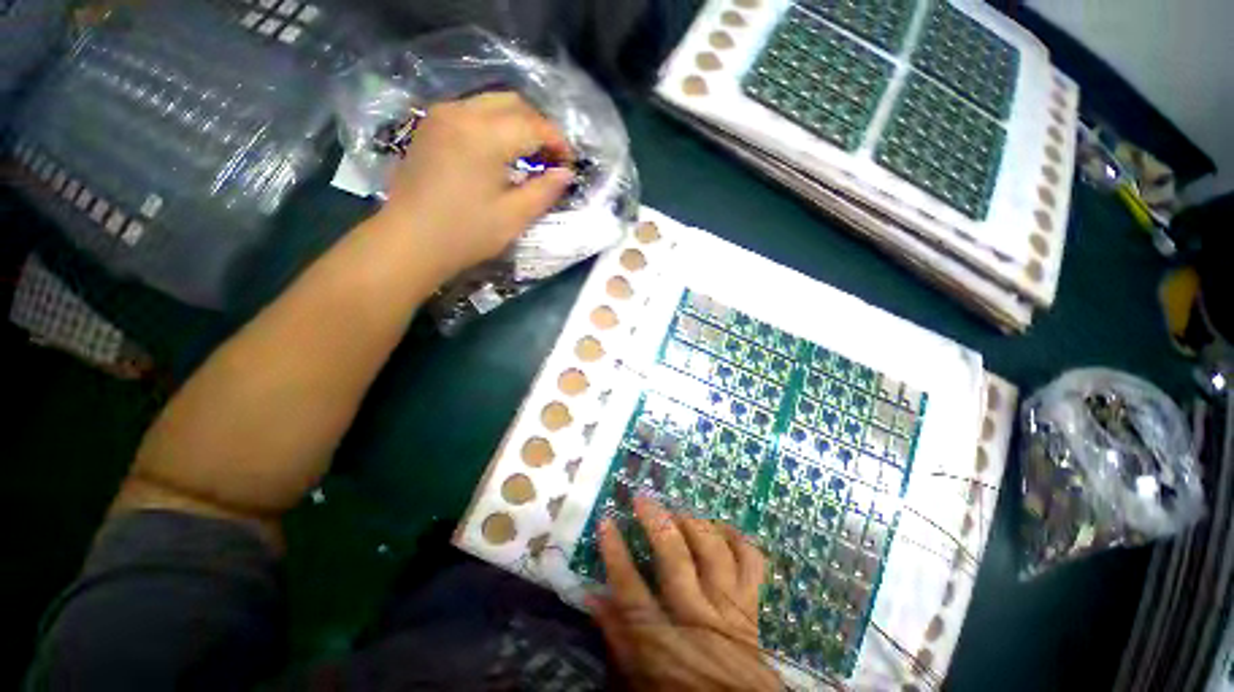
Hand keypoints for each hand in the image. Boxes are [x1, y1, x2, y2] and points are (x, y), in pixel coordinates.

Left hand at [374, 91, 573, 283]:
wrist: (409, 241)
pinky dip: (494, 124)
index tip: (569, 165)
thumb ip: (545, 191)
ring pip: (491, 103)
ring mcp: (441, 116)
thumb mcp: (514, 217)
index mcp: (484, 136)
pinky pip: (471, 111)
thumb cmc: (466, 233)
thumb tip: (566, 173)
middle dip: (539, 126)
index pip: (534, 125)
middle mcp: (461, 113)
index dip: (557, 143)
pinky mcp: (430, 126)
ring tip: (529, 154)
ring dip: (517, 123)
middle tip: (551, 157)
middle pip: (513, 103)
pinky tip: (500, 151)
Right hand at [590, 496, 781, 690]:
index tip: (605, 522)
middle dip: (656, 523)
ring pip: (714, 552)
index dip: (616, 553)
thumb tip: (592, 595)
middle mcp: (698, 618)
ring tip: (677, 510)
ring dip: (694, 523)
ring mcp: (730, 609)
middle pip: (676, 561)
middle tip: (642, 499)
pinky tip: (719, 528)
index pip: (632, 591)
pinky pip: (751, 561)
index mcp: (665, 644)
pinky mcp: (752, 605)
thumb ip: (618, 637)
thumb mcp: (642, 679)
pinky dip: (736, 538)